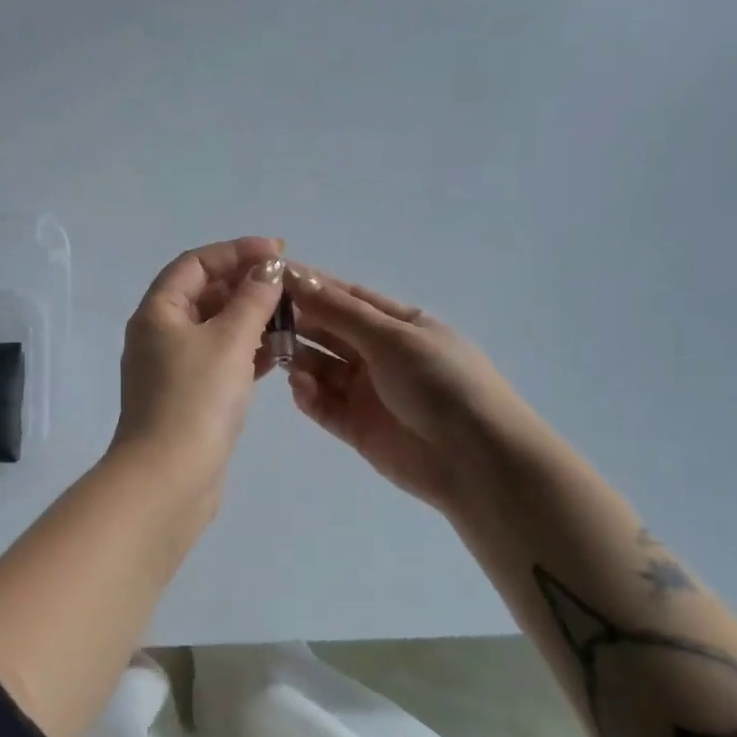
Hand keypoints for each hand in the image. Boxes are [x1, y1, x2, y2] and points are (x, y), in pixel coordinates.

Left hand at [110, 237, 287, 504]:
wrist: (169, 479)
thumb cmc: (196, 399)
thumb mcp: (230, 340)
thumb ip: (252, 299)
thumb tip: (267, 270)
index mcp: (157, 312)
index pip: (195, 263)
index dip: (236, 251)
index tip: (277, 252)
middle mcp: (158, 335)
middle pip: (203, 294)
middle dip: (245, 286)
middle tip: (287, 287)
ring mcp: (171, 369)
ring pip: (214, 329)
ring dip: (249, 319)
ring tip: (290, 318)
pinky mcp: (187, 397)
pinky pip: (219, 360)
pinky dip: (246, 352)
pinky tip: (277, 355)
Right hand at [285, 265, 552, 516]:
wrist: (477, 461)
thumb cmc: (439, 383)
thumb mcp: (391, 337)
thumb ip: (338, 310)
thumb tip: (293, 275)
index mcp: (399, 324)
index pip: (346, 297)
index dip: (311, 286)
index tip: (271, 276)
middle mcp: (381, 354)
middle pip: (330, 331)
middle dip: (298, 322)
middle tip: (259, 318)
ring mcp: (368, 392)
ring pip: (322, 367)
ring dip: (299, 358)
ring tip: (272, 352)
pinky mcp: (357, 427)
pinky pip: (324, 405)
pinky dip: (308, 395)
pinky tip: (299, 387)